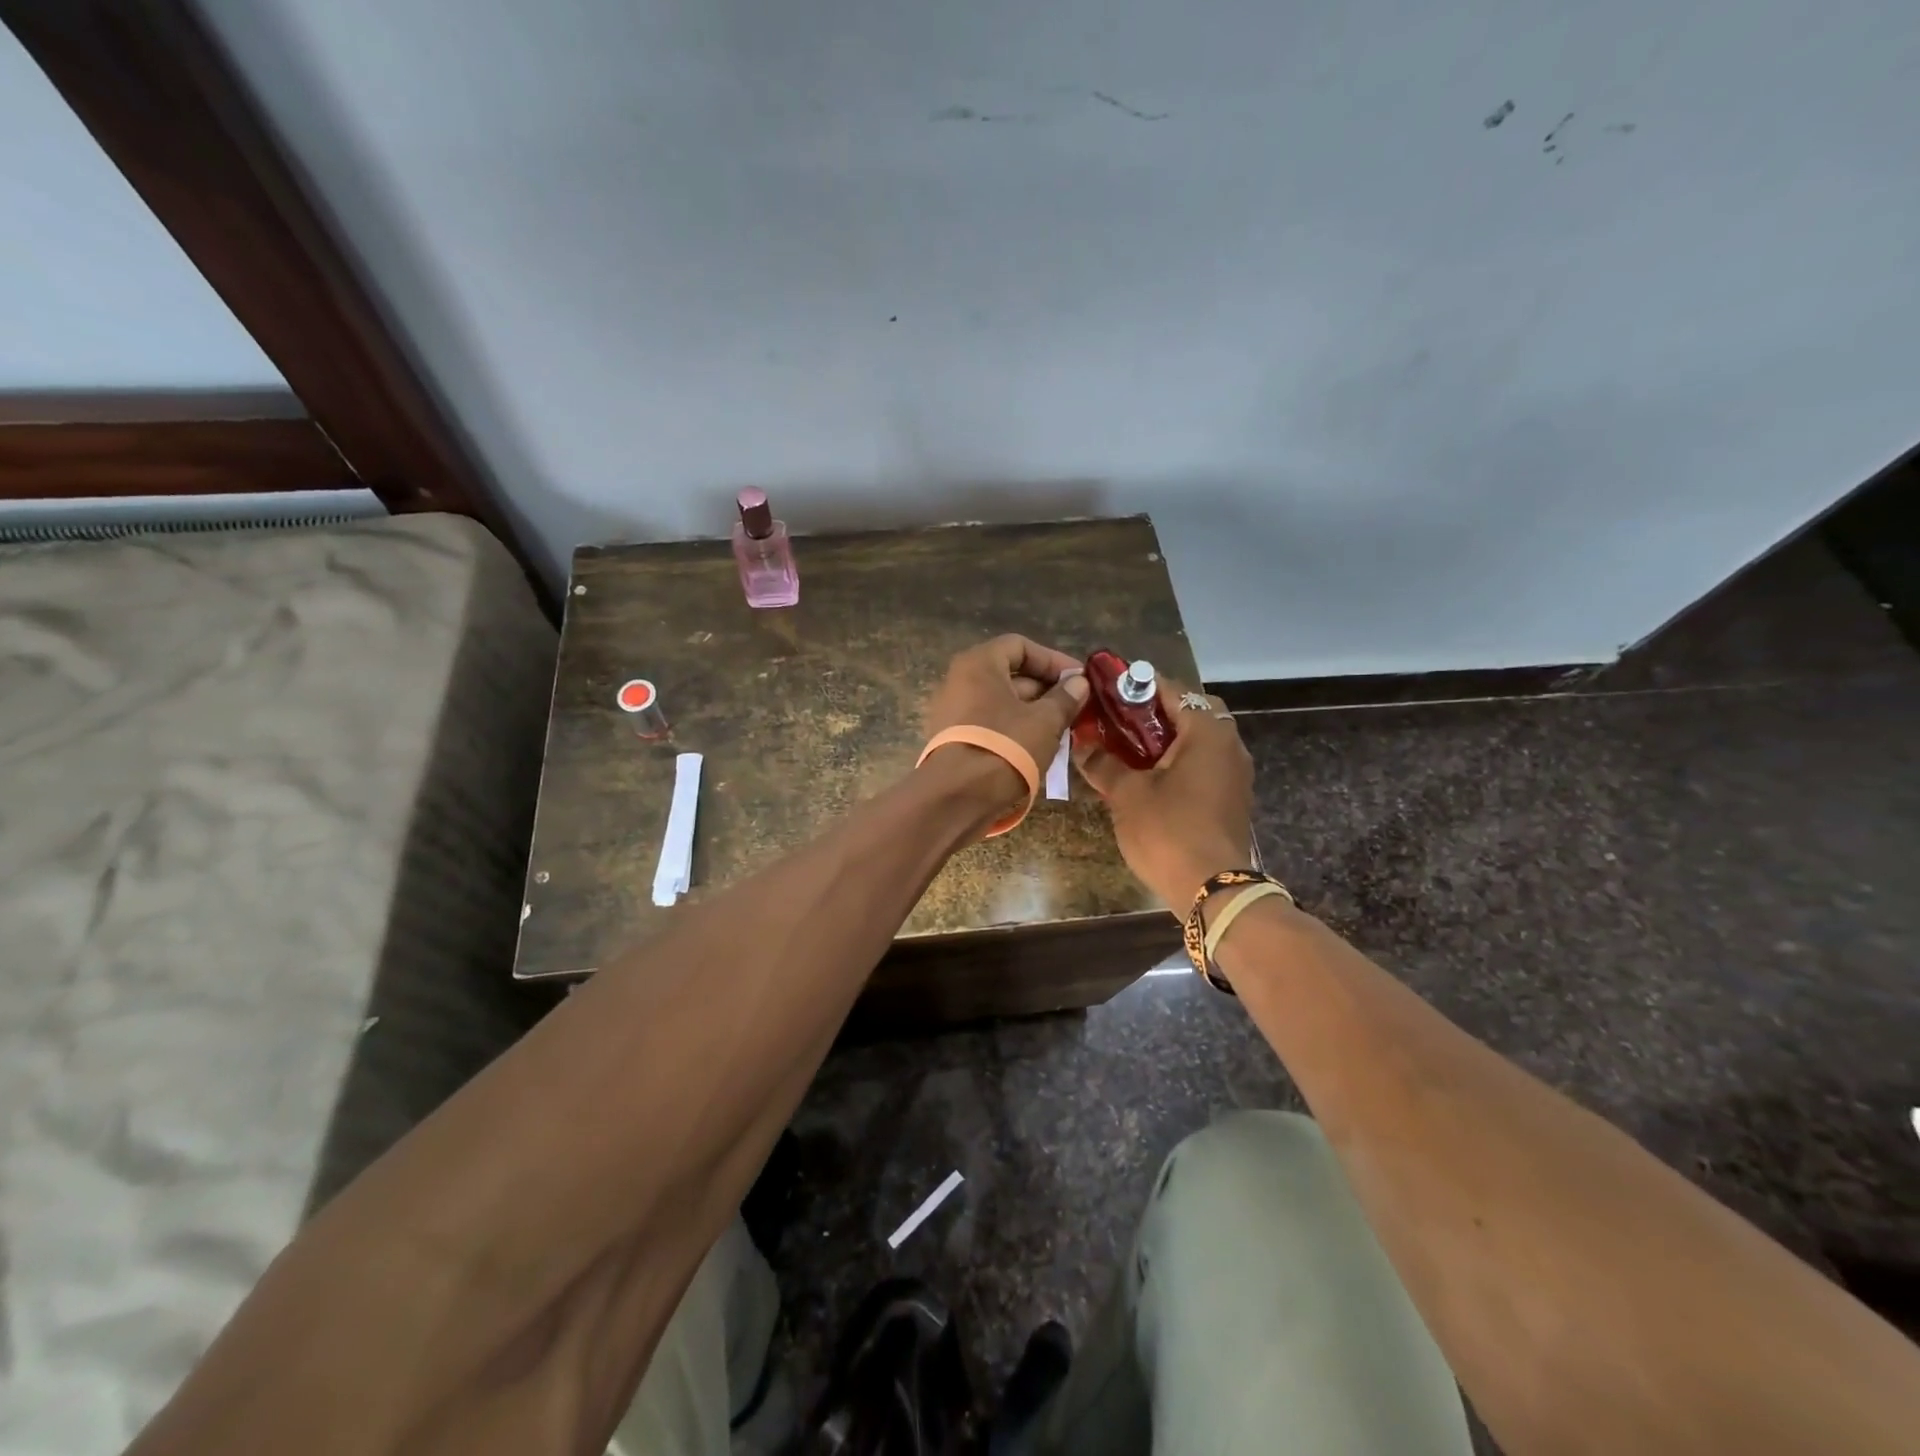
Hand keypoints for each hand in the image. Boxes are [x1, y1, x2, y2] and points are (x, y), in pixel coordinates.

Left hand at [921, 634, 1089, 807]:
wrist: (957, 798)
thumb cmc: (1004, 747)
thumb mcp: (1045, 721)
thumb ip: (1065, 698)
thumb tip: (1079, 683)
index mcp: (979, 664)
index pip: (1020, 646)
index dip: (1053, 660)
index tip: (1079, 680)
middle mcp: (960, 681)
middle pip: (1010, 675)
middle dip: (1047, 690)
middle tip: (1076, 709)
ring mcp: (953, 712)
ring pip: (1002, 703)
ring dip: (1035, 713)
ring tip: (1064, 732)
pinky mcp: (954, 740)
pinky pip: (991, 725)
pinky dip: (1015, 731)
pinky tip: (1040, 750)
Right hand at [1074, 679, 1254, 907]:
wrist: (1212, 889)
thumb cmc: (1168, 831)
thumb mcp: (1127, 795)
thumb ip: (1103, 763)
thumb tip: (1081, 745)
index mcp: (1207, 733)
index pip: (1174, 691)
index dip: (1139, 686)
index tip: (1110, 689)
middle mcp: (1229, 745)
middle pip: (1194, 711)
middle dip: (1158, 711)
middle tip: (1123, 721)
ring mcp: (1235, 774)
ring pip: (1201, 739)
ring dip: (1169, 737)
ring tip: (1130, 748)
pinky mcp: (1233, 798)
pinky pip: (1206, 764)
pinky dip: (1181, 760)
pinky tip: (1151, 777)